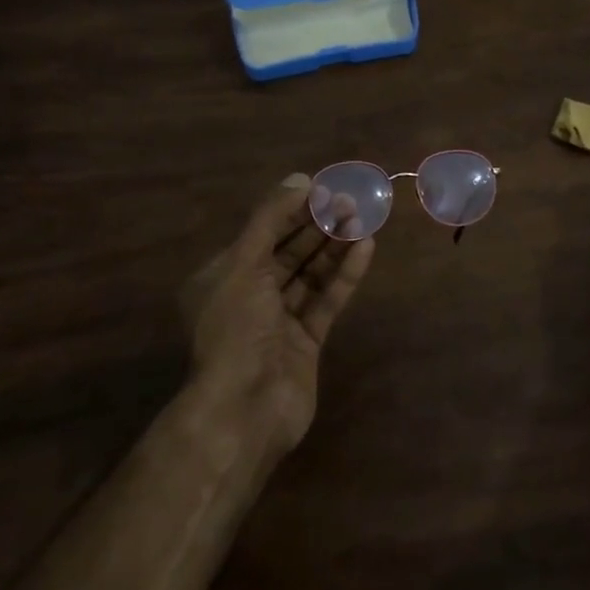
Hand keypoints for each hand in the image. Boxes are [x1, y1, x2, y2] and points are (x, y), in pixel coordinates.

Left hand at [179, 175, 374, 453]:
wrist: (244, 410)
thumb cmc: (236, 329)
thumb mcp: (243, 265)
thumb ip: (271, 220)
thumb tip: (300, 179)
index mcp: (224, 276)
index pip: (263, 232)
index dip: (293, 208)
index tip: (325, 188)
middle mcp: (250, 295)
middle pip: (290, 250)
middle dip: (318, 225)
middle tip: (352, 201)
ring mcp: (280, 320)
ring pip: (311, 273)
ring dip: (335, 246)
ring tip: (364, 219)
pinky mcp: (307, 341)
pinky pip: (327, 299)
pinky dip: (345, 275)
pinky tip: (365, 248)